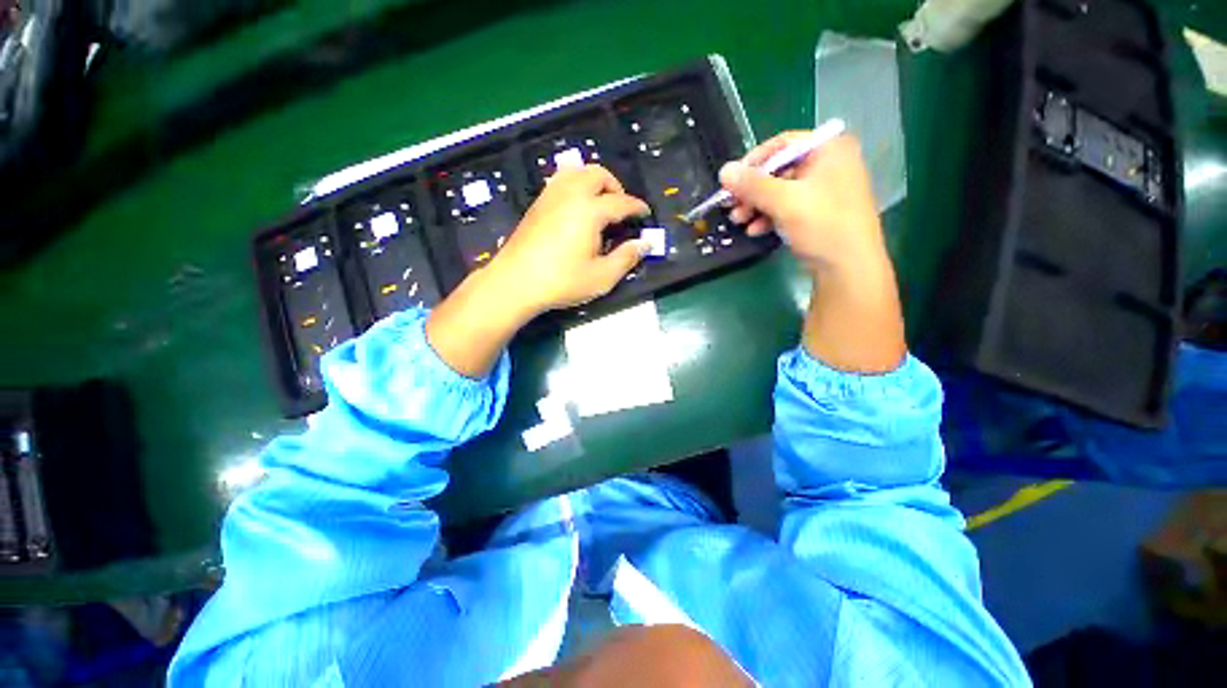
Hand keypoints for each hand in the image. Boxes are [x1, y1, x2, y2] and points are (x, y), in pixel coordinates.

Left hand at [426, 165, 649, 377]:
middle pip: (598, 174)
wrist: (515, 282)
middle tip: (620, 209)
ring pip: (576, 172)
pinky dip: (575, 186)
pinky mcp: (537, 204)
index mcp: (589, 210)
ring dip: (594, 182)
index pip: (621, 202)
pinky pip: (560, 181)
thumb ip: (626, 258)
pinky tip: (576, 209)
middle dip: (615, 186)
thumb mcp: (602, 277)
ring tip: (599, 205)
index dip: (637, 207)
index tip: (645, 214)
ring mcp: (550, 196)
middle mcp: (570, 194)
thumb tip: (645, 243)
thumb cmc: (561, 281)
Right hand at [719, 133, 883, 274]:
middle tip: (731, 206)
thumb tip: (724, 171)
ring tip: (738, 222)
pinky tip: (755, 231)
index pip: (782, 144)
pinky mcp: (819, 212)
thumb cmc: (822, 224)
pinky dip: (770, 216)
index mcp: (829, 149)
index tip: (731, 181)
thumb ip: (752, 185)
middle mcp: (829, 164)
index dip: (753, 162)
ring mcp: (825, 189)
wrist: (849, 267)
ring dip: (756, 206)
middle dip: (752, 190)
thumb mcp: (784, 201)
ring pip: (781, 191)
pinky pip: (788, 207)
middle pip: (779, 169)